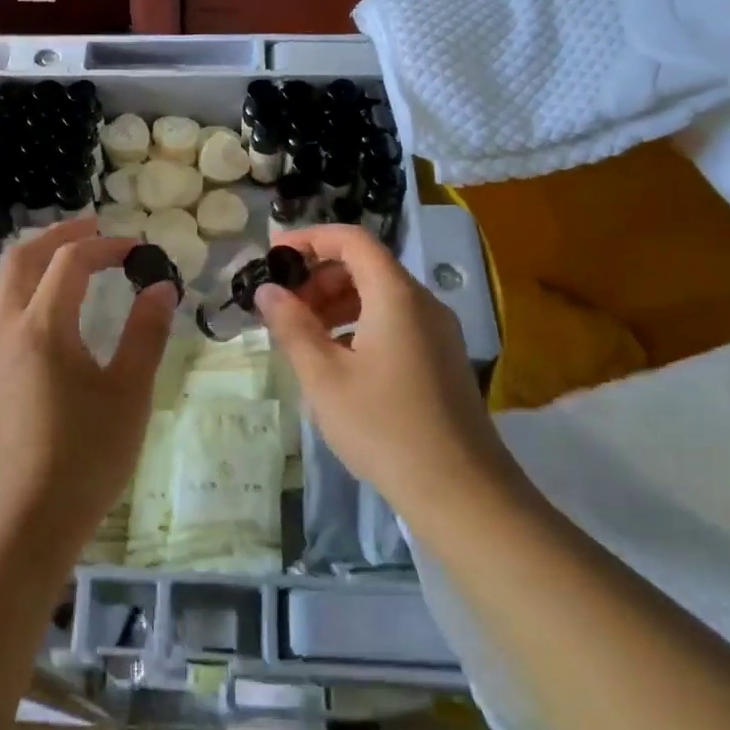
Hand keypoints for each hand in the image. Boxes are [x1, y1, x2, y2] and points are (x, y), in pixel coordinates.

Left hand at [0, 219, 177, 569]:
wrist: (24, 525)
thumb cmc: (84, 457)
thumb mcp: (128, 394)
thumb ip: (145, 335)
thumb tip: (161, 287)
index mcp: (43, 327)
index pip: (70, 261)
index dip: (105, 245)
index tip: (139, 250)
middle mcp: (9, 331)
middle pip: (20, 260)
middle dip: (57, 236)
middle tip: (94, 230)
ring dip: (30, 261)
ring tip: (63, 263)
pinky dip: (16, 292)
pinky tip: (42, 316)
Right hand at [256, 225, 521, 521]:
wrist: (461, 490)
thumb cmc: (383, 427)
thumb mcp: (324, 377)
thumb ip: (292, 326)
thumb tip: (268, 291)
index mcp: (395, 295)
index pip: (351, 240)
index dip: (309, 238)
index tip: (273, 257)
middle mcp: (422, 302)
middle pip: (366, 266)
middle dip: (319, 276)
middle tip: (284, 308)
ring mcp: (438, 331)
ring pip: (380, 295)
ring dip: (337, 302)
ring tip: (304, 336)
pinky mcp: (442, 358)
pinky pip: (395, 321)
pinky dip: (359, 324)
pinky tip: (338, 361)